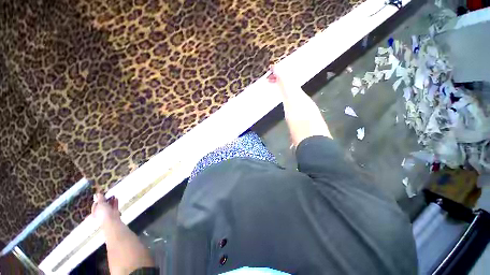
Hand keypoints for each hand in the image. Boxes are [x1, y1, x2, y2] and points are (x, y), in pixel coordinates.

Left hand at [91, 193, 119, 226]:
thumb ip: (100, 198)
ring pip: (109, 205)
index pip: (95, 205)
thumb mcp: (100, 204)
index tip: (102, 195)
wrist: (111, 220)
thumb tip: (98, 193)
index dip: (98, 199)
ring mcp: (108, 213)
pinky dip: (115, 202)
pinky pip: (114, 206)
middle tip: (108, 195)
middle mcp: (100, 213)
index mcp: (95, 212)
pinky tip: (116, 198)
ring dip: (111, 200)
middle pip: (102, 205)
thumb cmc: (103, 212)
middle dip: (105, 200)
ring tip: (113, 196)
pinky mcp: (114, 212)